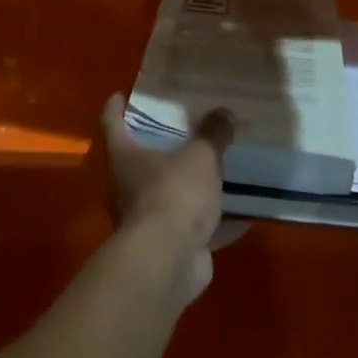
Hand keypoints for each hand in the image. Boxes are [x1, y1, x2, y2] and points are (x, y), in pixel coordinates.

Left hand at [101, 95, 244, 304]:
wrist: (168, 262)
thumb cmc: (173, 194)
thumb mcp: (200, 156)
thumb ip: (213, 134)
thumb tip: (224, 111)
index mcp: (126, 158)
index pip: (112, 125)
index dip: (114, 109)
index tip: (118, 95)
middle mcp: (129, 187)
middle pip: (140, 161)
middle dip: (160, 148)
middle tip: (183, 130)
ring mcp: (149, 220)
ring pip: (170, 196)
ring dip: (190, 187)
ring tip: (217, 169)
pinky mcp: (172, 247)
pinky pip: (197, 228)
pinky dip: (218, 223)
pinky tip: (245, 215)